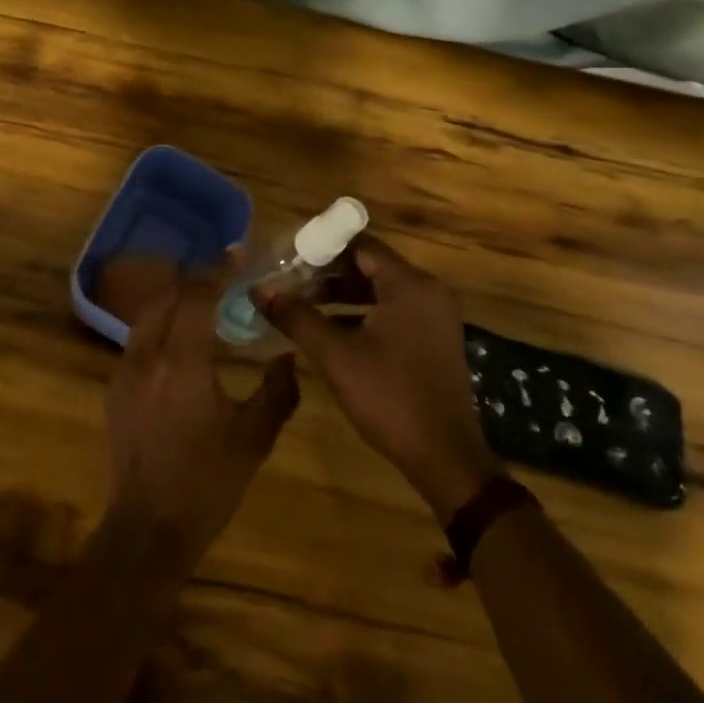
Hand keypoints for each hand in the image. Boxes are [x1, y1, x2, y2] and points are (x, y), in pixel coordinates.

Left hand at [104, 277, 300, 567]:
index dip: (217, 270)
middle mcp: (146, 355)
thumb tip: (289, 356)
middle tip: (224, 276)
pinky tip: (181, 342)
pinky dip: (161, 325)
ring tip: (204, 302)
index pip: (196, 296)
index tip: (237, 255)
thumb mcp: (254, 438)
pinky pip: (138, 339)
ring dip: (174, 300)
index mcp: (182, 362)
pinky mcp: (115, 387)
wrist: (149, 528)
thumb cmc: (208, 483)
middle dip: (194, 279)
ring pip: (147, 315)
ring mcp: (124, 370)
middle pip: (166, 295)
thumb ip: (278, 391)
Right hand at [256, 234, 499, 523]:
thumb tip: (259, 290)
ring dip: (342, 295)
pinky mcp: (435, 339)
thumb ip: (296, 317)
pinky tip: (331, 332)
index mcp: (410, 285)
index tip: (288, 260)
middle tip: (291, 284)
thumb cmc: (389, 397)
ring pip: (381, 290)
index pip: (360, 245)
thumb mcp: (335, 355)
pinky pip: (394, 311)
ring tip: (303, 307)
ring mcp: (436, 317)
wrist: (445, 457)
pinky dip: (363, 314)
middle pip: (371, 265)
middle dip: (328, 274)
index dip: (322, 248)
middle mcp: (428, 292)